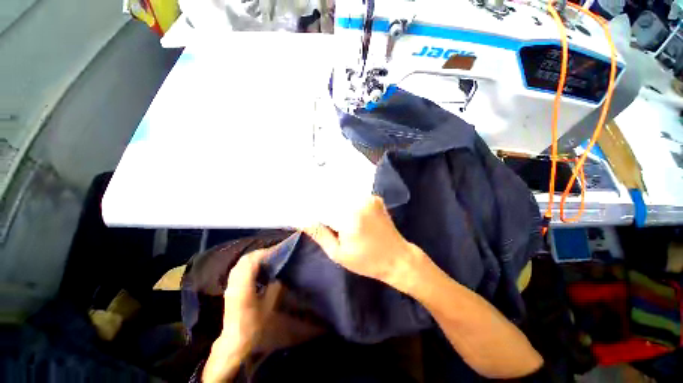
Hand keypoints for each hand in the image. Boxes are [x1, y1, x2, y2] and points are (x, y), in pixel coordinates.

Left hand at [203, 249, 280, 382]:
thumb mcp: (269, 306)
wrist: (235, 341)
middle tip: (275, 254)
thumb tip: (277, 276)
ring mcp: (231, 285)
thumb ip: (274, 288)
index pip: (253, 260)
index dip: (266, 253)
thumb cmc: (253, 324)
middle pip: (246, 259)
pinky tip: (259, 271)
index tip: (279, 250)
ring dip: (255, 259)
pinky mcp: (231, 288)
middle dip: (261, 253)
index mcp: (244, 285)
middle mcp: (235, 282)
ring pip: (242, 263)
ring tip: (269, 260)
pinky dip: (250, 265)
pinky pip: (240, 270)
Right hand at [305, 195, 424, 291]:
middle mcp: (360, 201)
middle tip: (313, 207)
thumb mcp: (338, 253)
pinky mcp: (376, 199)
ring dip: (335, 200)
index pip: (323, 202)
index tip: (304, 206)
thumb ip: (319, 234)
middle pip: (334, 195)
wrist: (397, 258)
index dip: (312, 204)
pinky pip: (356, 195)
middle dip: (323, 200)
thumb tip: (303, 220)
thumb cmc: (367, 261)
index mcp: (350, 216)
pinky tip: (342, 206)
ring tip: (326, 207)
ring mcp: (370, 198)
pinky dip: (347, 199)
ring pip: (345, 194)